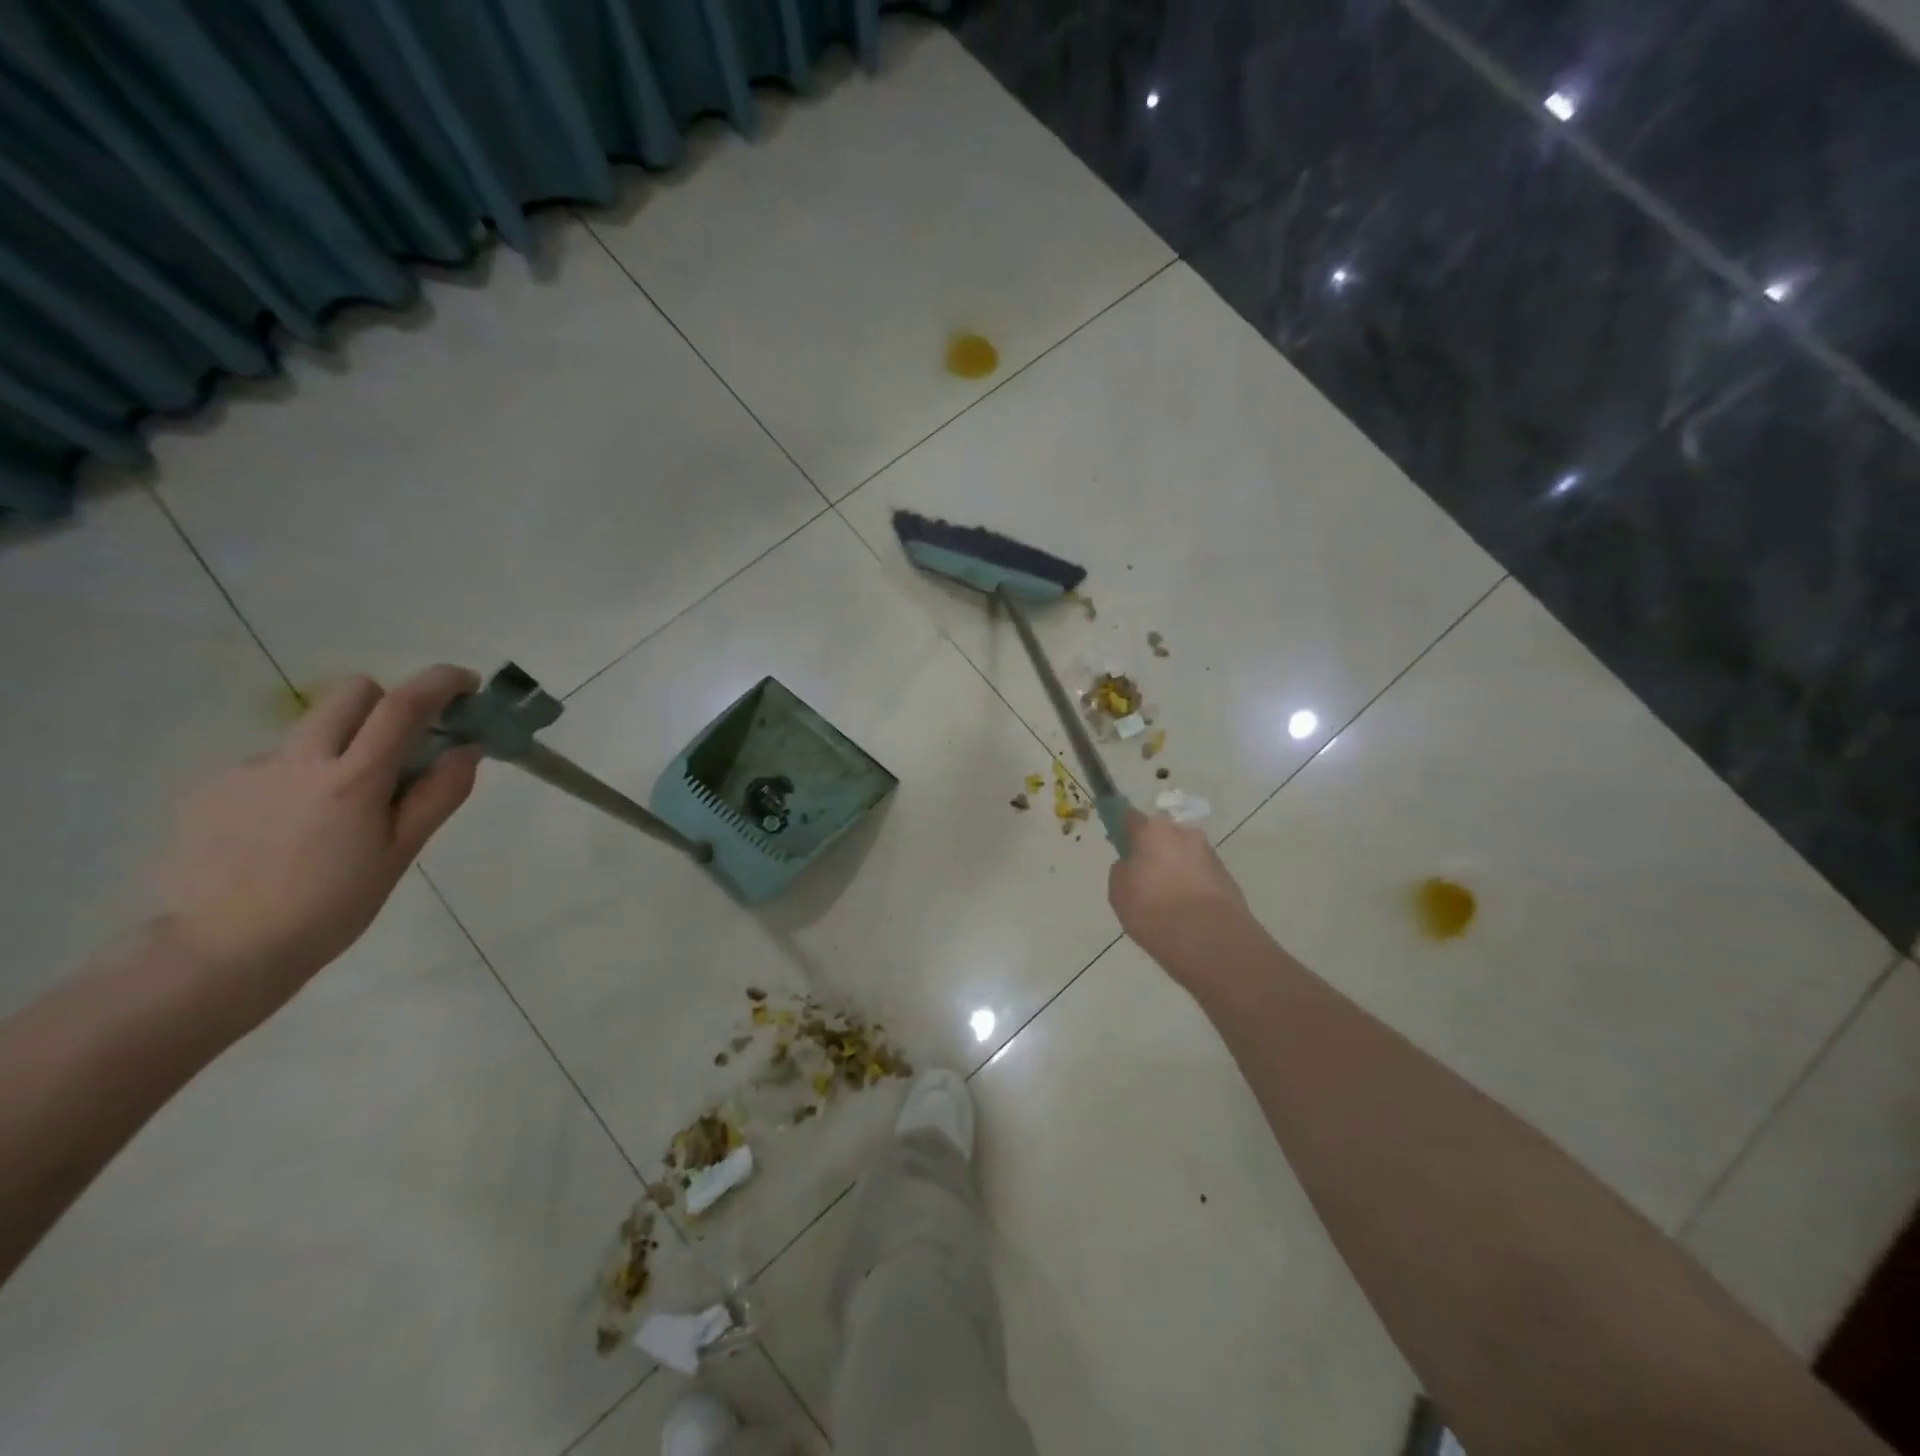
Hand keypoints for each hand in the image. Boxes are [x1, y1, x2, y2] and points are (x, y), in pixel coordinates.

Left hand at [150, 665, 482, 995]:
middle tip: (401, 744)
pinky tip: (288, 830)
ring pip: (310, 731)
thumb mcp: (401, 854)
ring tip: (335, 811)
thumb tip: (467, 749)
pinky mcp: (209, 787)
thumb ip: (438, 795)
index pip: (403, 706)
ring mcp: (247, 770)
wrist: (221, 951)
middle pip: (350, 693)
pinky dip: (295, 781)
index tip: (465, 684)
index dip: (441, 682)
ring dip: (339, 749)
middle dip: (386, 703)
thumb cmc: (332, 907)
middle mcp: (297, 761)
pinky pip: (271, 765)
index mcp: (352, 780)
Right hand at [1108, 810, 1250, 972]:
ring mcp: (1209, 854)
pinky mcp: (1227, 877)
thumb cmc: (1154, 910)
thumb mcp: (1119, 892)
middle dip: (1153, 850)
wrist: (1210, 940)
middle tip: (1143, 878)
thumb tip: (1131, 864)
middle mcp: (1183, 833)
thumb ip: (1122, 870)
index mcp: (1152, 831)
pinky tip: (1186, 911)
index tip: (1118, 842)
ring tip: (1167, 901)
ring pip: (1183, 855)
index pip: (1129, 816)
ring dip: (1174, 869)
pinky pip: (1200, 875)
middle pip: (1161, 835)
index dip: (1121, 827)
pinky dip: (1191, 885)